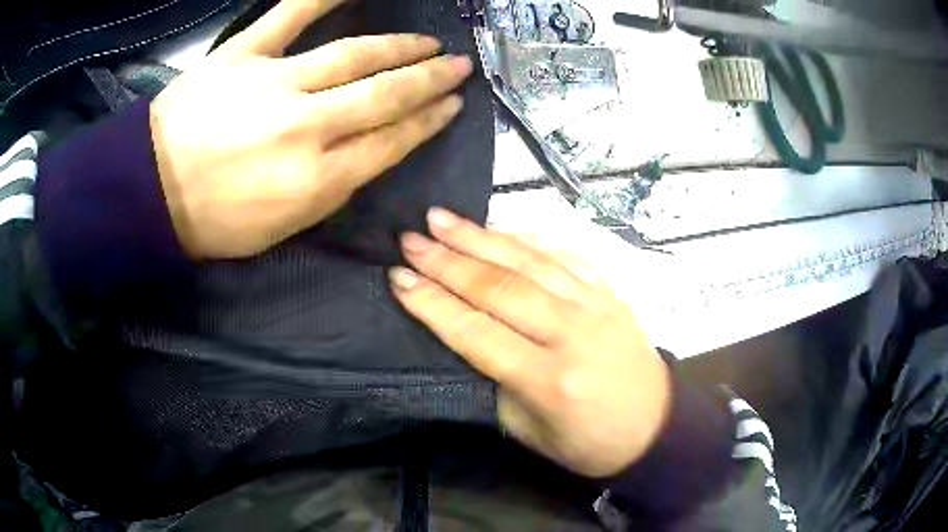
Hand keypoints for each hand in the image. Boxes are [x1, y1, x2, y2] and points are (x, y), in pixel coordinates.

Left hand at [150, 0, 472, 258]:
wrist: (149, 193)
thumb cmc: (213, 222)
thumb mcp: (282, 228)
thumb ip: (330, 190)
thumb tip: (365, 152)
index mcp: (315, 182)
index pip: (391, 143)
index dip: (428, 121)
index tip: (453, 106)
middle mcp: (306, 128)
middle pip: (384, 95)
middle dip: (429, 79)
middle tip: (457, 66)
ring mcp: (274, 84)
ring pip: (354, 55)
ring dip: (399, 46)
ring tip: (427, 41)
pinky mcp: (242, 55)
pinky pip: (290, 15)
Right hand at [389, 209, 672, 477]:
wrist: (657, 426)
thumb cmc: (588, 442)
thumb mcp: (530, 430)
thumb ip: (497, 381)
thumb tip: (465, 336)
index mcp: (548, 380)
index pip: (476, 332)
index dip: (432, 303)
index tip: (398, 277)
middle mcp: (571, 334)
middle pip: (500, 287)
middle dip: (447, 260)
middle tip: (410, 238)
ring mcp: (595, 306)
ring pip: (530, 262)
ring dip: (482, 237)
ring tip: (443, 219)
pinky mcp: (610, 293)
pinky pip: (565, 257)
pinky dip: (529, 240)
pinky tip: (501, 227)